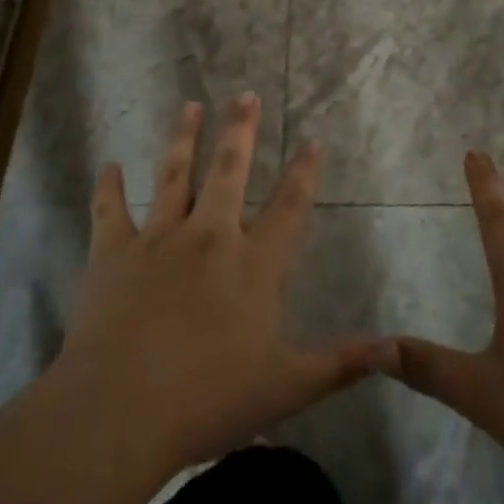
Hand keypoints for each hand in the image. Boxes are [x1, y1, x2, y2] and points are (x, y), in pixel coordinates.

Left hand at [44, 96, 393, 478]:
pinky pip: (109, 209)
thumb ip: (341, 363)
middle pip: (229, 171)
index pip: (289, 207)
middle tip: (244, 94)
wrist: (119, 410)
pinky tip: (108, 165)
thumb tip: (396, 347)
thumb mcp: (287, 387)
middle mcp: (210, 237)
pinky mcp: (112, 252)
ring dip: (183, 138)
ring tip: (189, 104)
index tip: (313, 139)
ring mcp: (158, 238)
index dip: (304, 172)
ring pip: (174, 175)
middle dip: (239, 130)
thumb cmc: (208, 399)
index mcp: (254, 264)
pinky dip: (108, 186)